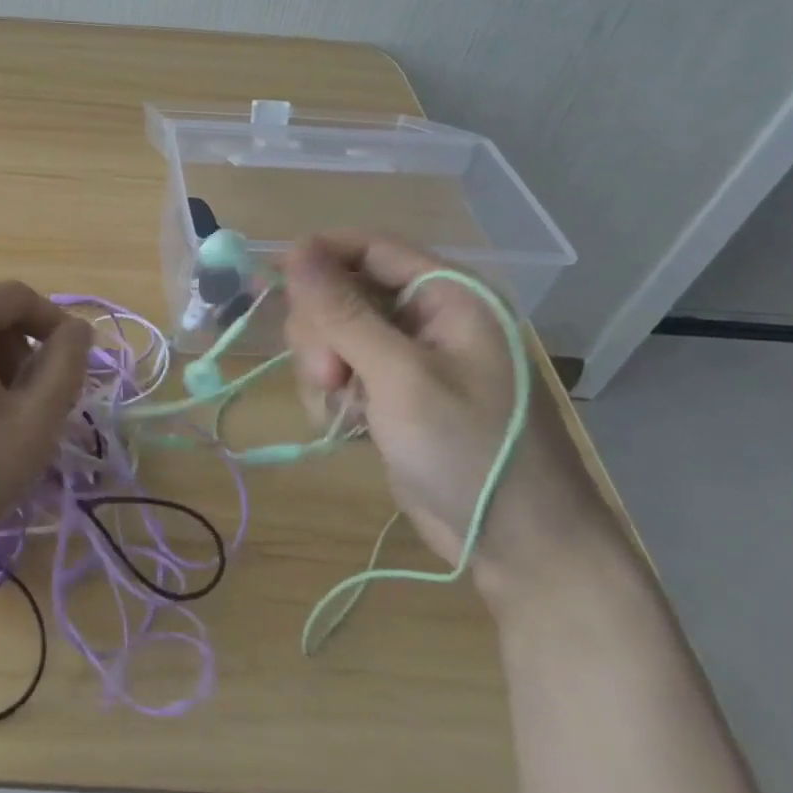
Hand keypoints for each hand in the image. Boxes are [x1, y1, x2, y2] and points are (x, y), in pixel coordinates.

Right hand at [282, 233, 622, 606]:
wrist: (520, 545)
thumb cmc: (469, 449)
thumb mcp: (400, 376)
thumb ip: (343, 312)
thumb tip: (296, 250)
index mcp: (447, 295)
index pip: (369, 247)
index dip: (318, 257)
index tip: (272, 283)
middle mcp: (428, 316)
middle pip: (343, 292)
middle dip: (322, 332)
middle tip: (329, 376)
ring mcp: (409, 358)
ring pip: (334, 335)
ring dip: (324, 369)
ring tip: (345, 410)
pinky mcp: (394, 394)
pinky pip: (343, 372)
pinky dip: (334, 395)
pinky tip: (350, 427)